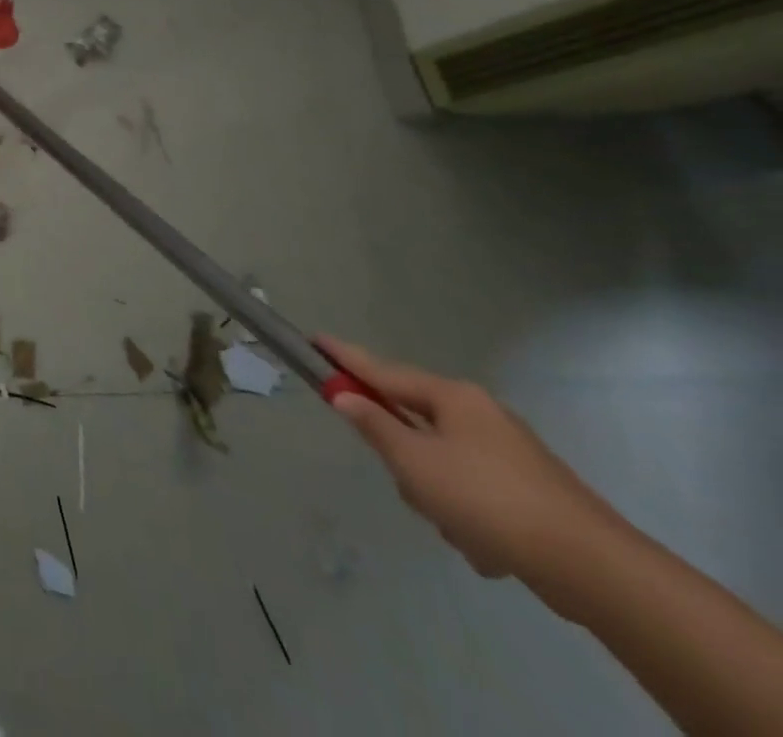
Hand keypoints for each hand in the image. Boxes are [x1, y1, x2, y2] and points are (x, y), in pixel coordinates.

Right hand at [320, 336, 625, 587]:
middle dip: (405, 460)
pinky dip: (469, 518)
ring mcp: (509, 454)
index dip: (345, 358)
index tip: (315, 339)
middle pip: (413, 424)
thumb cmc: (487, 499)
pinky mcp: (529, 493)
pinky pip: (473, 494)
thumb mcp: (414, 461)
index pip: (382, 370)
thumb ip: (373, 425)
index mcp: (452, 398)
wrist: (594, 569)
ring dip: (437, 497)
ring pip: (441, 464)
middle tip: (409, 485)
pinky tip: (485, 548)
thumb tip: (344, 396)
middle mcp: (480, 416)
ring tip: (456, 528)